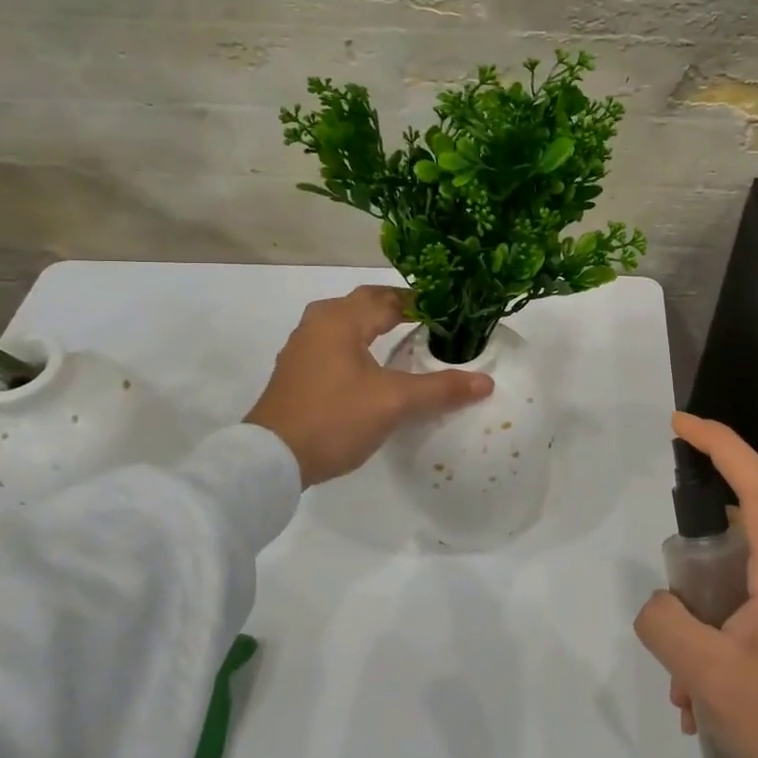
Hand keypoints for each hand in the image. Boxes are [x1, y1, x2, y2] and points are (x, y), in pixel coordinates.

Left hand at [245, 286, 492, 486]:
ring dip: (374, 326)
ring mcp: (302, 348)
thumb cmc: (335, 418)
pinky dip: (358, 345)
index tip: (449, 311)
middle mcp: (318, 324)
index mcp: (341, 319)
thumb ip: (440, 389)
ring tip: (404, 339)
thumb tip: (486, 382)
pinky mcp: (297, 372)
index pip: (388, 298)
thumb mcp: (394, 402)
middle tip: (431, 321)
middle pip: (364, 304)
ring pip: (346, 324)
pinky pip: (335, 345)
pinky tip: (371, 366)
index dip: (421, 302)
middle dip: (397, 309)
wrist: (271, 460)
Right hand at [634, 413, 757, 757]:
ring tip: (689, 695)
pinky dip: (721, 649)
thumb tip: (660, 606)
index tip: (680, 425)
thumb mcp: (710, 677)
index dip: (720, 443)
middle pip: (731, 547)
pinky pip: (750, 619)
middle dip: (690, 588)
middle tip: (673, 640)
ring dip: (702, 632)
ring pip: (734, 592)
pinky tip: (710, 706)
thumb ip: (666, 625)